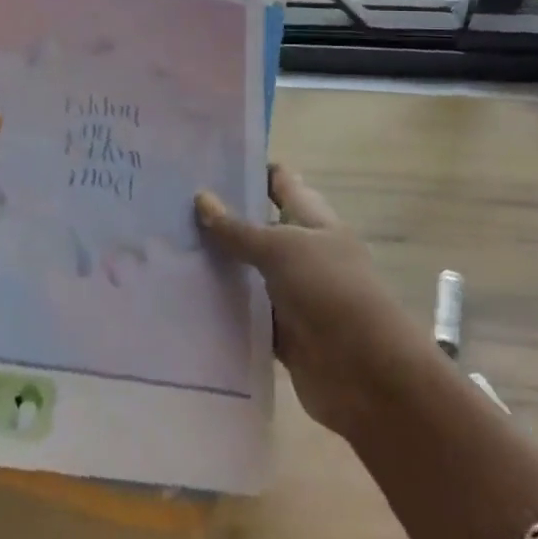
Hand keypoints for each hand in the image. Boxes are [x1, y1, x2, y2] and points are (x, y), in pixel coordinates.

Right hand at [197, 165, 429, 438]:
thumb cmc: (331, 291)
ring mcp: (295, 295)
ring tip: (169, 248)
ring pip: (251, 273)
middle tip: (172, 205)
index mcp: (315, 221)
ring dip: (220, 265)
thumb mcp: (282, 249)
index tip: (208, 162)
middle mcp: (305, 253)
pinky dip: (226, 310)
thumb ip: (239, 228)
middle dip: (224, 218)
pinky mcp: (285, 334)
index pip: (282, 183)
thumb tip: (201, 197)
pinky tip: (186, 300)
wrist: (368, 376)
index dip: (252, 169)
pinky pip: (250, 316)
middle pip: (261, 228)